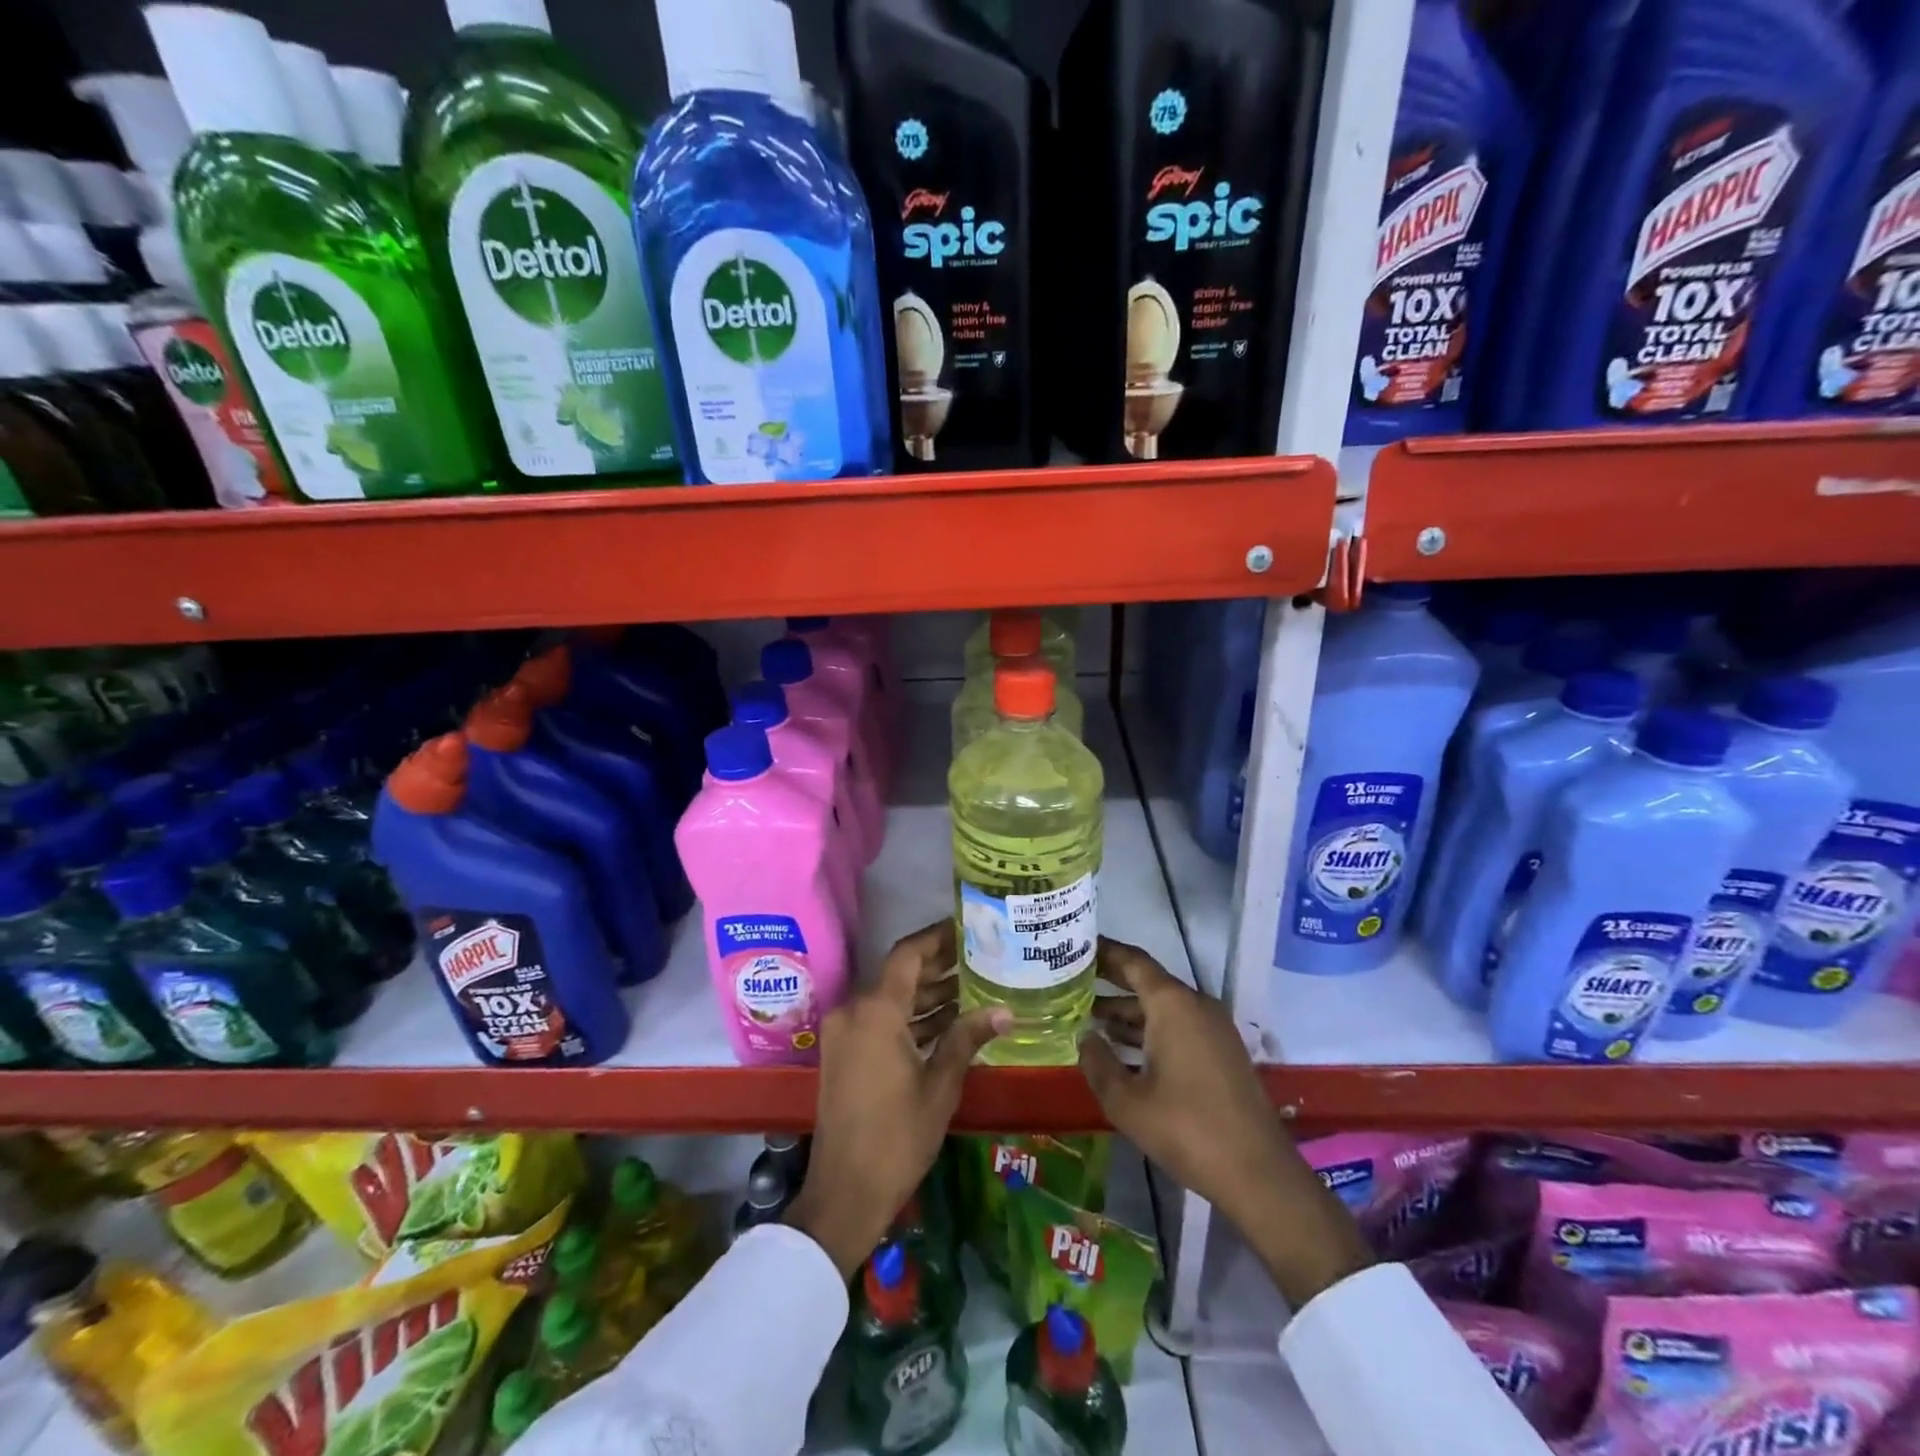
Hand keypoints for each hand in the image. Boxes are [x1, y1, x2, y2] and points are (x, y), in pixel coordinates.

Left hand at [786, 921, 1008, 1276]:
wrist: (844, 1193)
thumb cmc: (897, 1137)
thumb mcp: (940, 1085)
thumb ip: (967, 1038)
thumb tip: (1006, 1010)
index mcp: (876, 1011)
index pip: (908, 954)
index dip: (937, 937)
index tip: (968, 926)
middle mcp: (854, 1011)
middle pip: (899, 974)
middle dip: (938, 965)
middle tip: (980, 956)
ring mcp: (845, 1033)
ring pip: (890, 998)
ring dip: (926, 994)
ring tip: (972, 986)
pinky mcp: (844, 1053)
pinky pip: (880, 1020)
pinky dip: (909, 1018)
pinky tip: (946, 1022)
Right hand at [1078, 938, 1372, 1307]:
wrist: (1258, 1173)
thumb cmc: (1186, 1129)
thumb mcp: (1126, 1101)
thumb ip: (1098, 1062)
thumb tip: (1084, 1037)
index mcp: (1172, 1004)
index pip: (1132, 961)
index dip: (1103, 951)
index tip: (1075, 946)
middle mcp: (1195, 1005)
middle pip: (1147, 981)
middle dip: (1110, 981)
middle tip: (1073, 979)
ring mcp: (1213, 1029)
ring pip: (1162, 1007)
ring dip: (1128, 1011)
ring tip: (1088, 1017)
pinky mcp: (1222, 1052)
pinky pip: (1178, 1026)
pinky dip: (1149, 1030)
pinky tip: (1123, 1049)